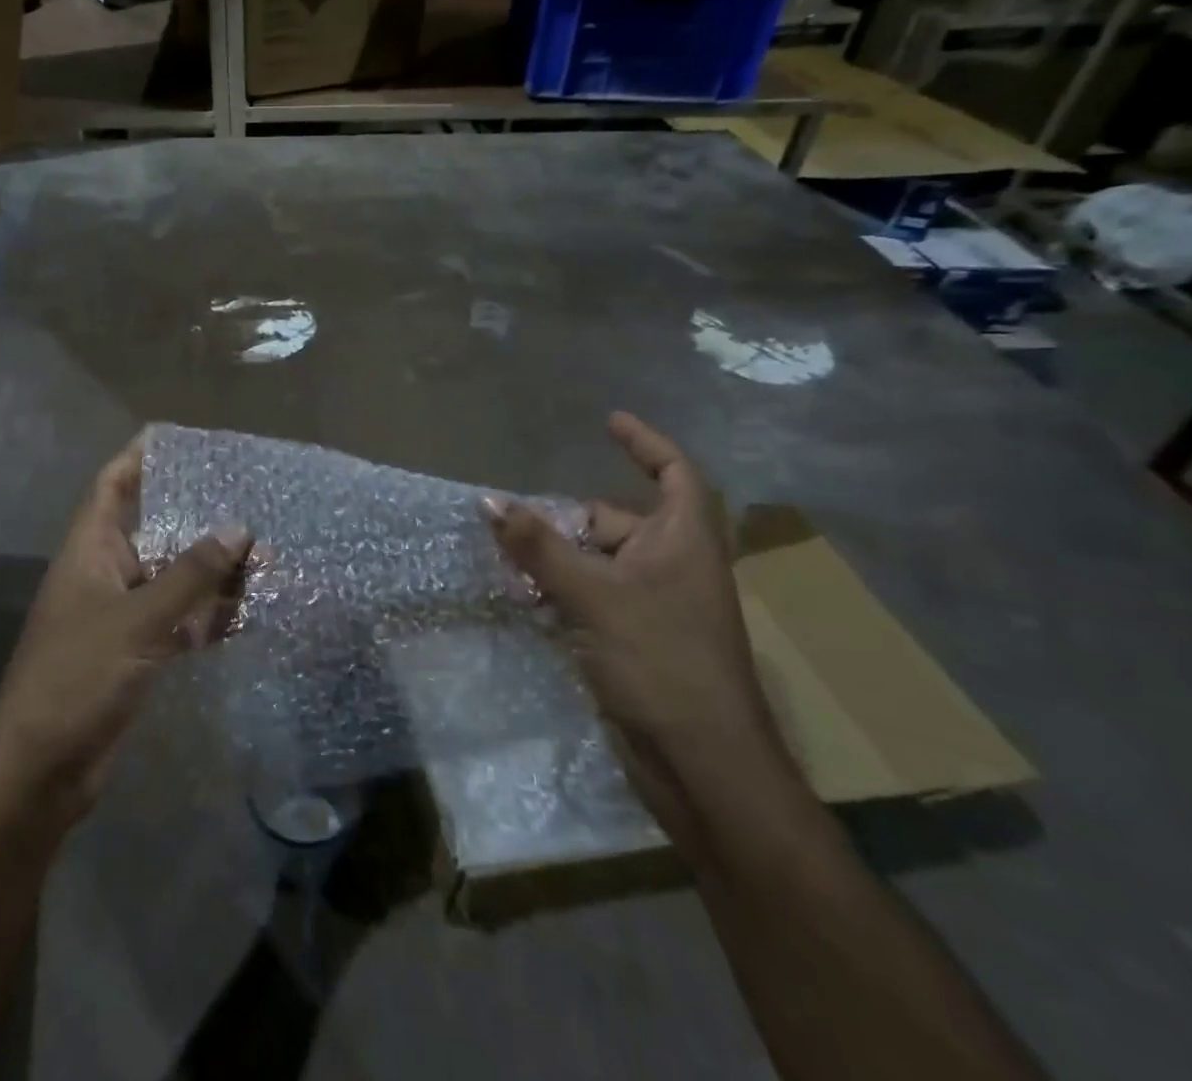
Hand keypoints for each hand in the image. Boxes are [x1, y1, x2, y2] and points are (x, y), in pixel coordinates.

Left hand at [0, 440, 250, 825]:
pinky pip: (178, 619)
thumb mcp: (138, 621)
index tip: (181, 438)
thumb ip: (191, 575)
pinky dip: (208, 614)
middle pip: (153, 528)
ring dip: (212, 569)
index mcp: (89, 550)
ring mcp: (121, 615)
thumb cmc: (78, 678)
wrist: (41, 771)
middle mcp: (105, 573)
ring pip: (172, 577)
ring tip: (263, 552)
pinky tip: (249, 610)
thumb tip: (239, 528)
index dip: (140, 457)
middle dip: (196, 515)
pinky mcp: (136, 653)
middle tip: (246, 496)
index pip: (112, 485)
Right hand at [484, 414, 783, 826]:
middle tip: (516, 528)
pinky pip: (590, 598)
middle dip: (567, 522)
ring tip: (511, 567)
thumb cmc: (662, 664)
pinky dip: (560, 594)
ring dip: (555, 561)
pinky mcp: (634, 641)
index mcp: (683, 542)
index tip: (607, 422)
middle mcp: (672, 566)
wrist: (703, 768)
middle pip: (614, 521)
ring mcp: (654, 606)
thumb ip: (539, 547)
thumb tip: (488, 500)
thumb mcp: (595, 596)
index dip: (644, 444)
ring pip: (596, 562)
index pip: (674, 473)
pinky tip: (526, 602)